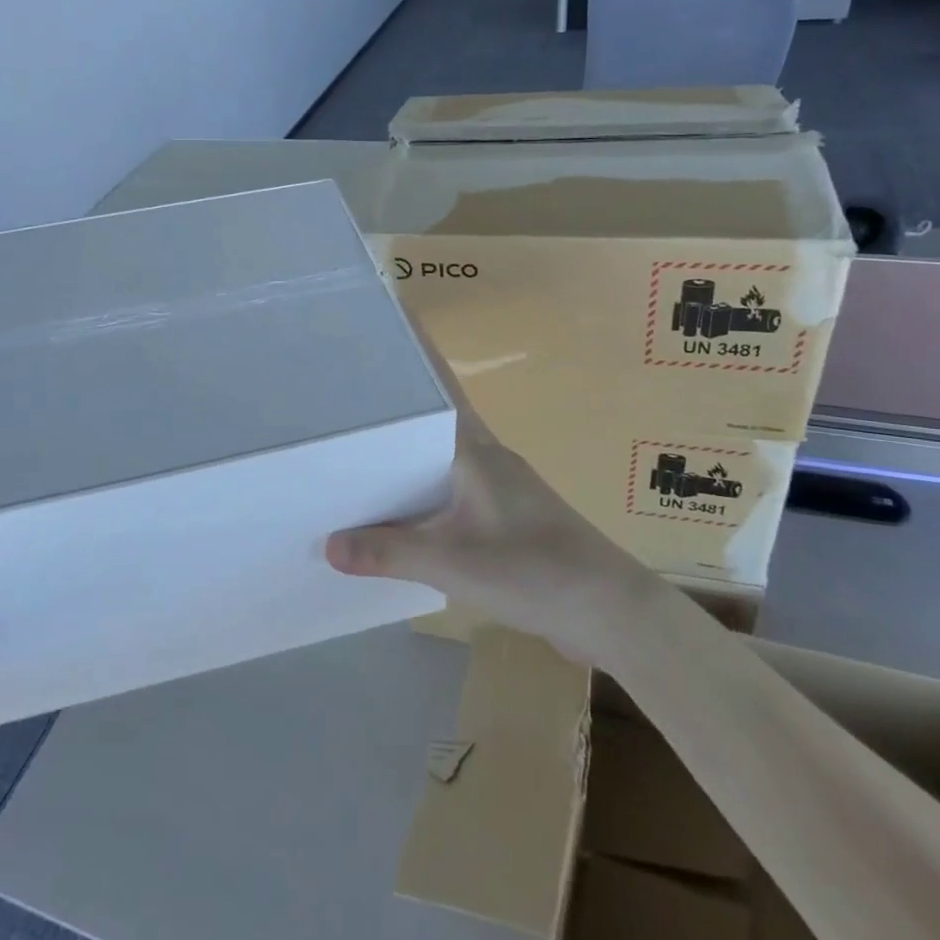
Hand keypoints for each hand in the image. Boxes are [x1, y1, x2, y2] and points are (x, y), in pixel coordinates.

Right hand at [325, 362, 653, 666]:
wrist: (610, 610)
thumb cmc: (534, 568)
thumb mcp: (452, 562)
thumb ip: (388, 552)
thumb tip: (329, 545)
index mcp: (475, 448)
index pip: (438, 386)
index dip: (412, 355)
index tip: (380, 328)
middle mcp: (488, 457)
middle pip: (434, 419)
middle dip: (396, 405)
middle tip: (346, 397)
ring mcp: (501, 488)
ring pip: (442, 458)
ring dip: (408, 454)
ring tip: (359, 454)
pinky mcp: (507, 518)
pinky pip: (452, 492)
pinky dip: (424, 493)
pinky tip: (401, 514)